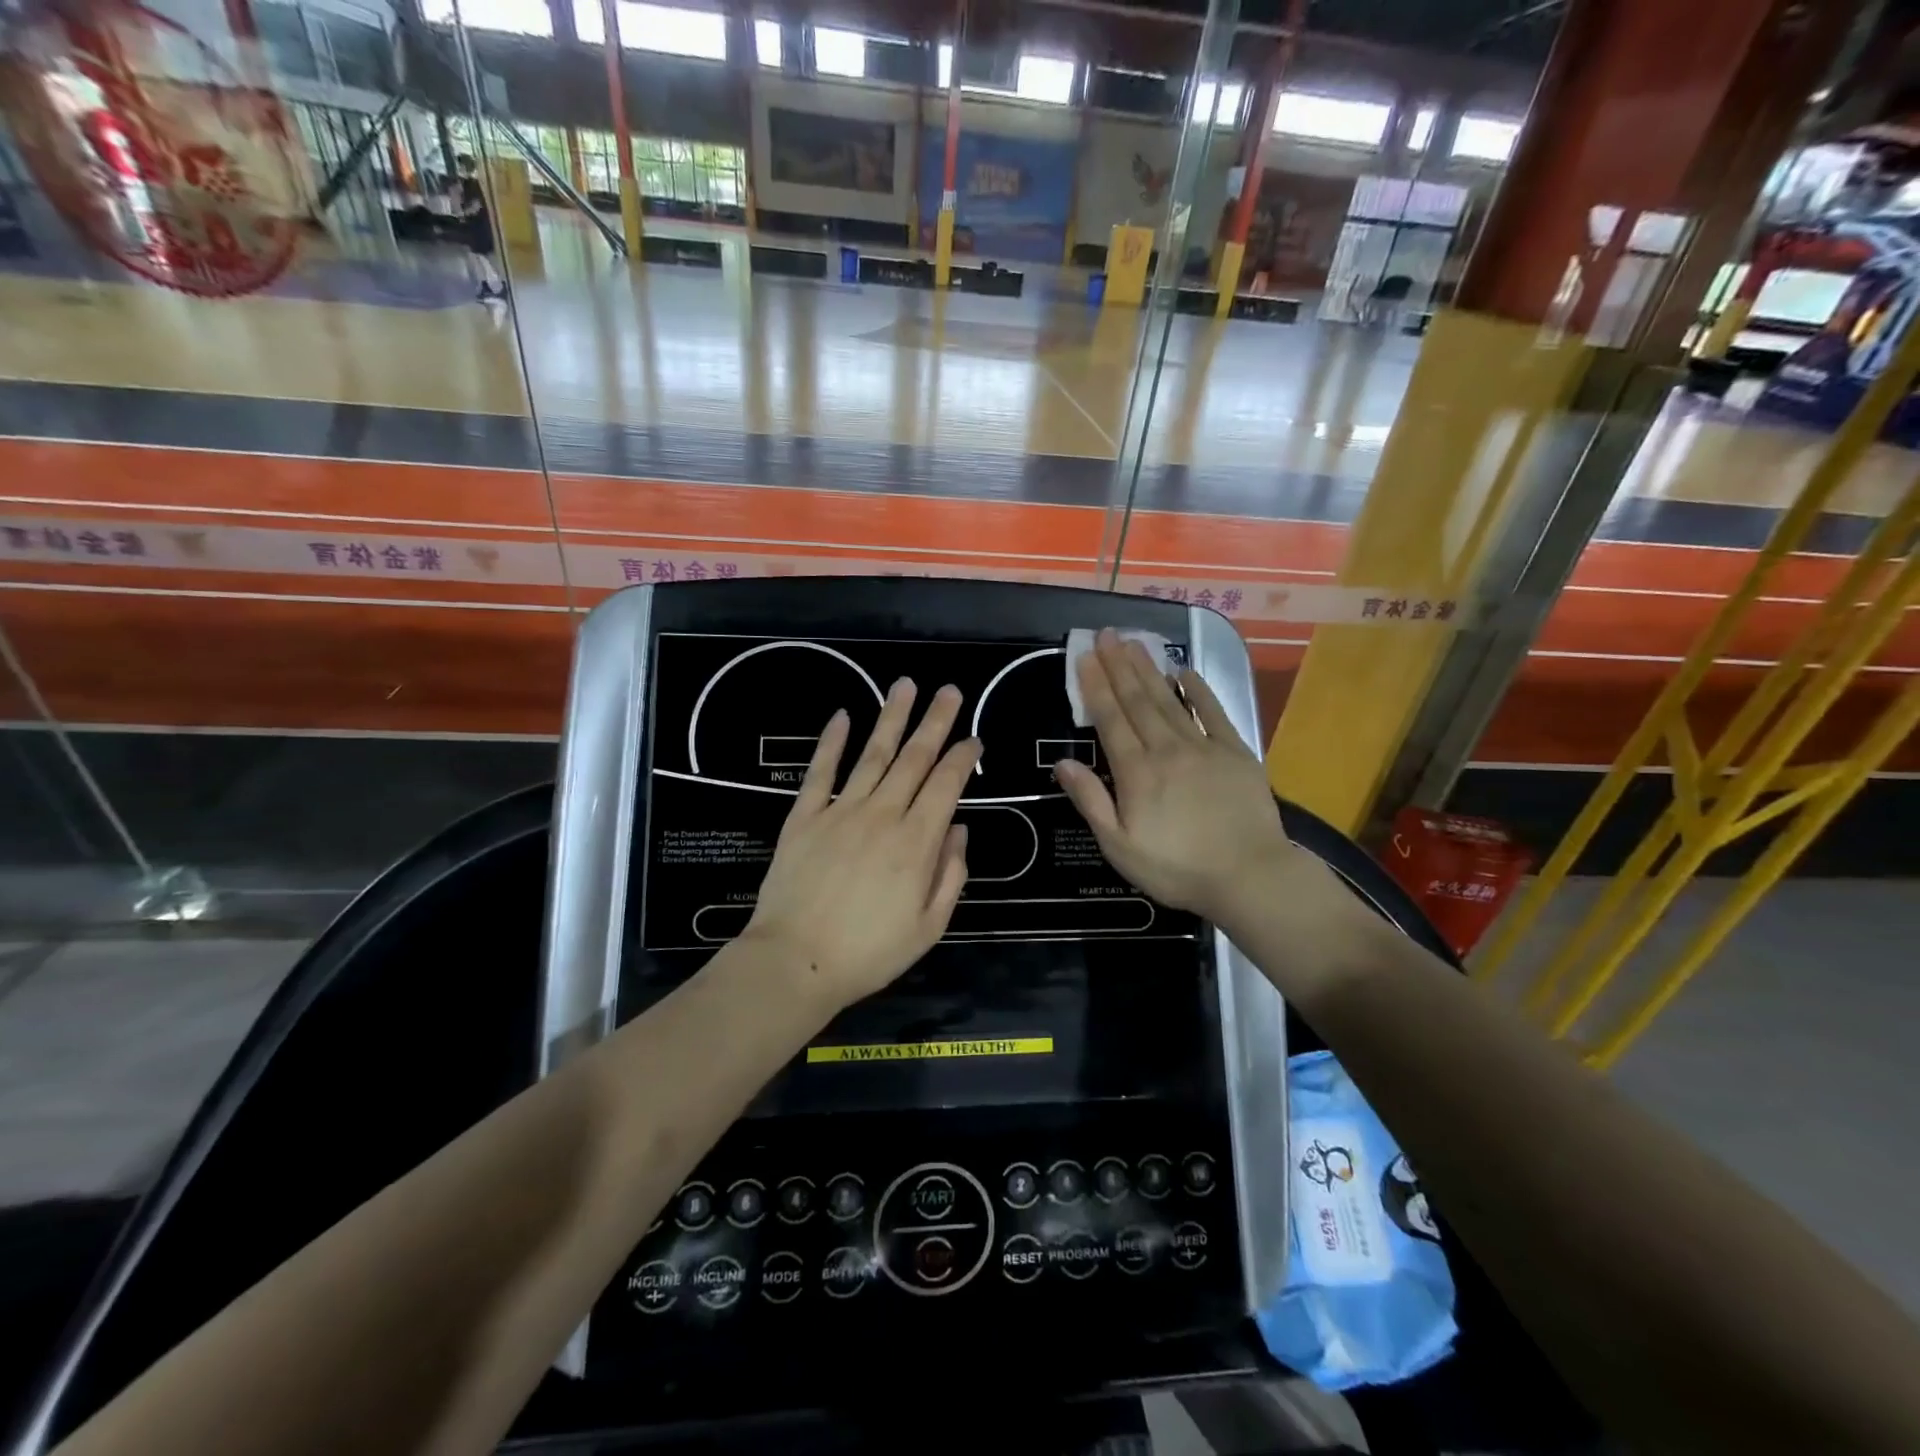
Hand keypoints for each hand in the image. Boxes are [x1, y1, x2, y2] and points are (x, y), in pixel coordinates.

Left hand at [743, 679, 979, 1010]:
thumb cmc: (870, 952)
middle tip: (948, 690)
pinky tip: (843, 715)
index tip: (974, 739)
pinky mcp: (805, 816)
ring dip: (891, 718)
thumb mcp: (929, 926)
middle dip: (935, 721)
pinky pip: (821, 771)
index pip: (947, 785)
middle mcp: (883, 814)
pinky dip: (831, 741)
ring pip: (873, 754)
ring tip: (905, 686)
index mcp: (917, 842)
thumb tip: (958, 829)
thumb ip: (951, 874)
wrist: (796, 961)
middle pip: (914, 758)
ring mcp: (841, 810)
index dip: (963, 758)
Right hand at [1054, 629, 1300, 926]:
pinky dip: (1198, 690)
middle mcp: (1166, 749)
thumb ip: (1091, 801)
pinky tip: (1184, 672)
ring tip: (1134, 643)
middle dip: (1119, 666)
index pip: (1110, 720)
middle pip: (1137, 701)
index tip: (1084, 657)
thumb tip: (1062, 763)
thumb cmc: (1177, 868)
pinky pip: (1213, 712)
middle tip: (1106, 634)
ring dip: (1149, 670)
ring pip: (1169, 700)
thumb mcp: (1119, 846)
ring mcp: (1204, 747)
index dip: (1095, 687)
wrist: (1250, 876)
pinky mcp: (1236, 752)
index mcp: (1136, 772)